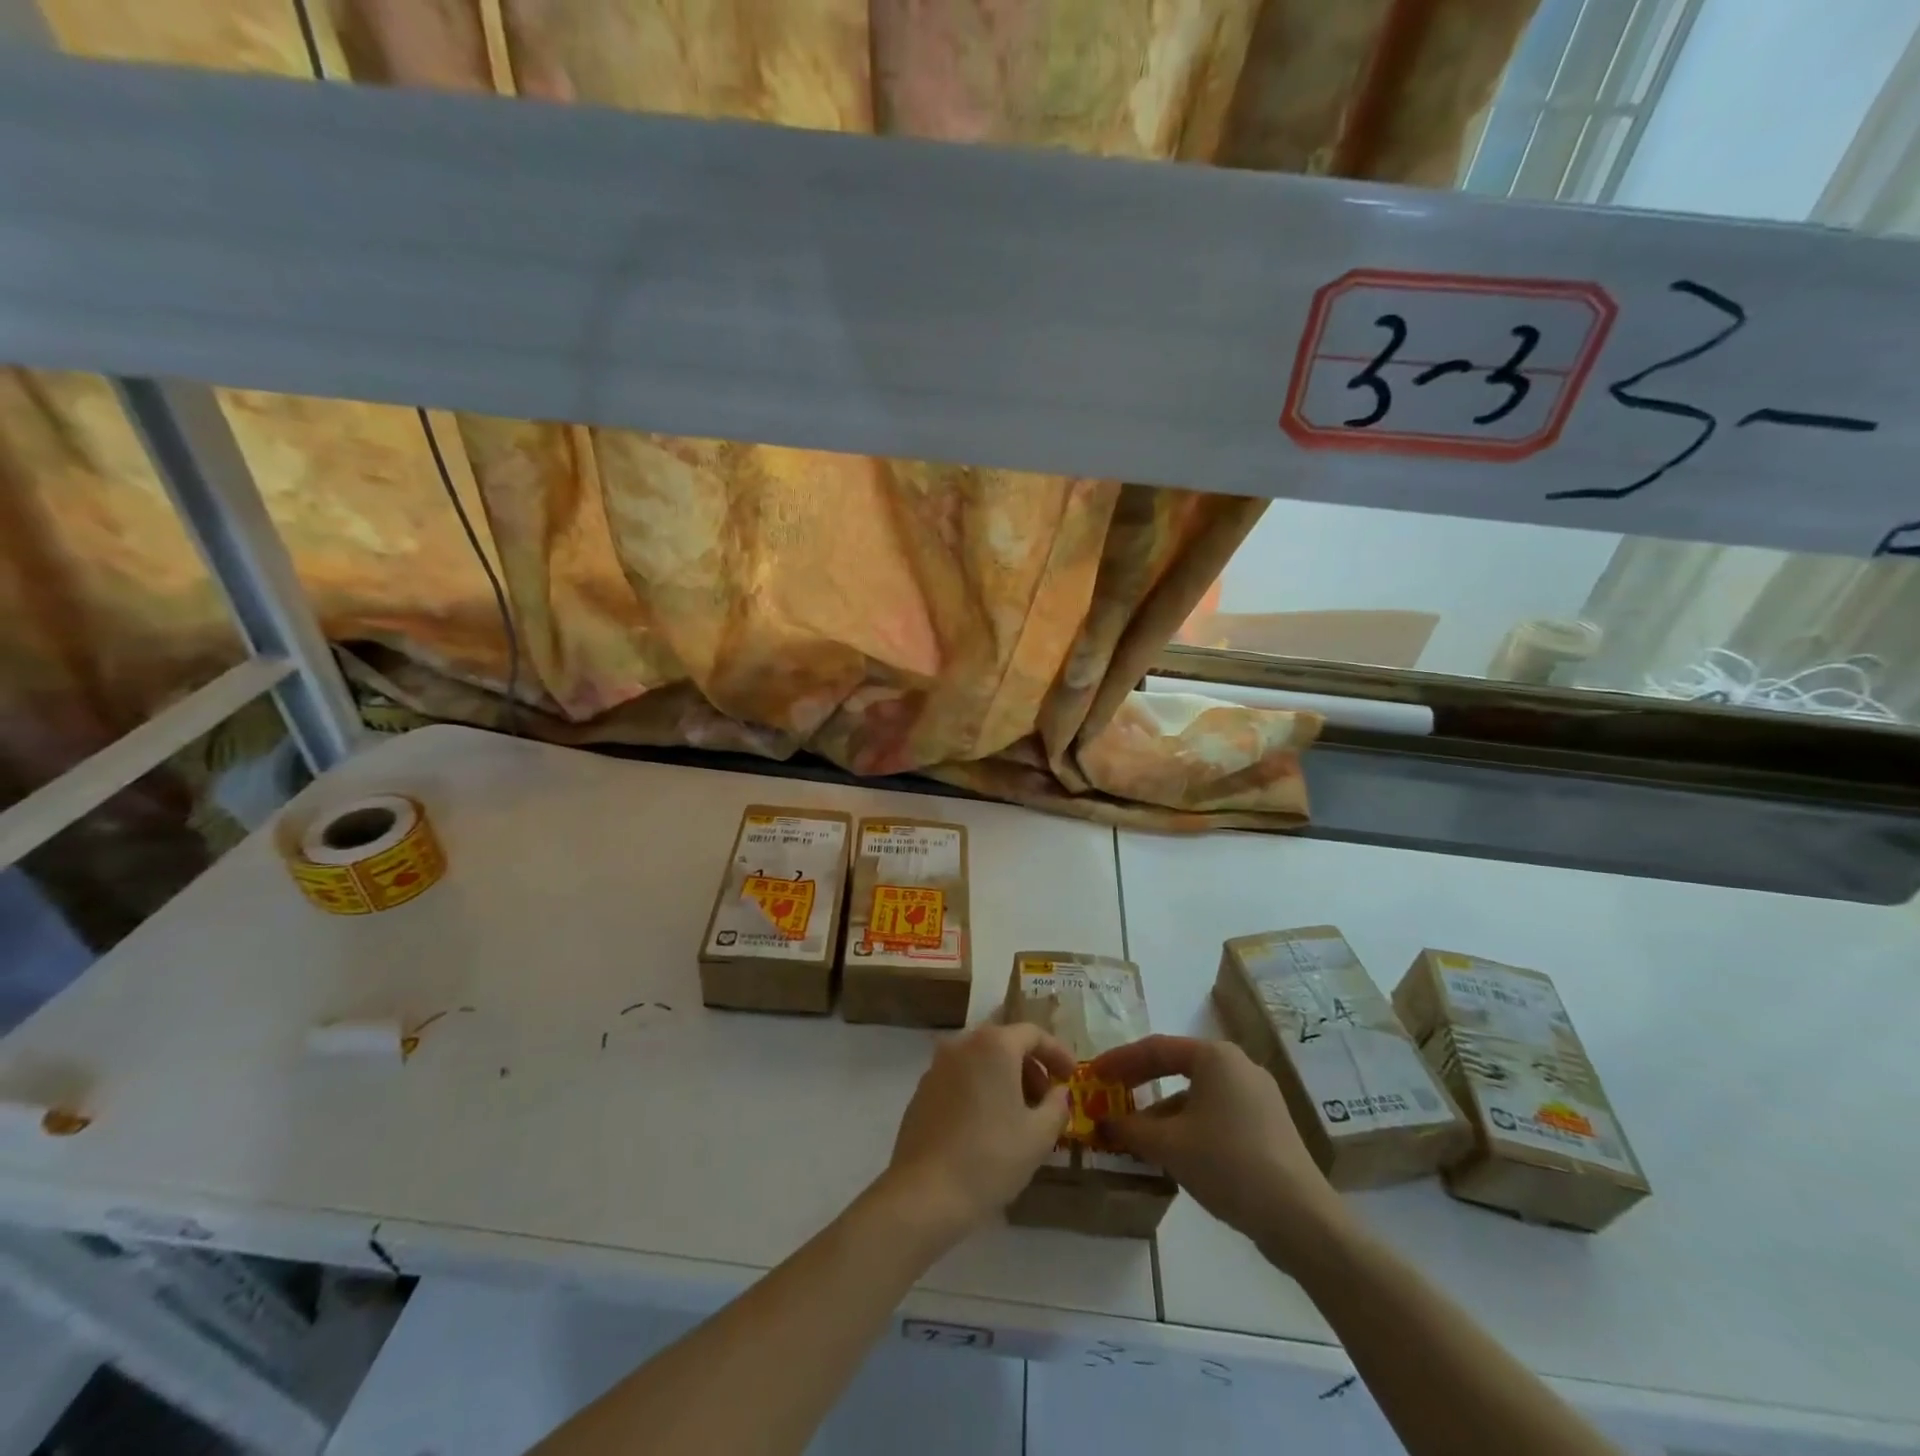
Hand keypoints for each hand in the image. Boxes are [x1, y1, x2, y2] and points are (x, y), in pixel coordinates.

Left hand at [883, 1023, 1074, 1243]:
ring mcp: (937, 1066)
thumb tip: (1058, 1092)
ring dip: (1004, 1080)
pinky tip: (987, 1126)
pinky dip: (980, 1089)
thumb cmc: (990, 1157)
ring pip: (980, 1061)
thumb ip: (1057, 1106)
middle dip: (1030, 1068)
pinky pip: (960, 1078)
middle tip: (1046, 1101)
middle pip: (1004, 1044)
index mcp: (993, 1045)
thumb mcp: (1039, 1136)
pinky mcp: (922, 1090)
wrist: (925, 1192)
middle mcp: (962, 1044)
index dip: (1057, 1052)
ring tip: (1019, 1117)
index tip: (1071, 1076)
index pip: (1033, 1034)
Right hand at [1090, 1036, 1347, 1272]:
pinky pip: (1217, 1113)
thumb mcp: (1169, 1145)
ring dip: (1164, 1111)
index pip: (1155, 1049)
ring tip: (1137, 1135)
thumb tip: (1105, 1121)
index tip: (1093, 1074)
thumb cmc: (1228, 1164)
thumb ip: (1131, 1128)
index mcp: (1215, 1056)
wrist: (1301, 1219)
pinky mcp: (1269, 1125)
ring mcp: (1258, 1096)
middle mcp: (1238, 1065)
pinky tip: (1175, 1153)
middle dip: (1140, 1083)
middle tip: (1110, 1096)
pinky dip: (1189, 1125)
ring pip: (1197, 1094)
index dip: (1119, 1061)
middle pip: (1177, 1067)